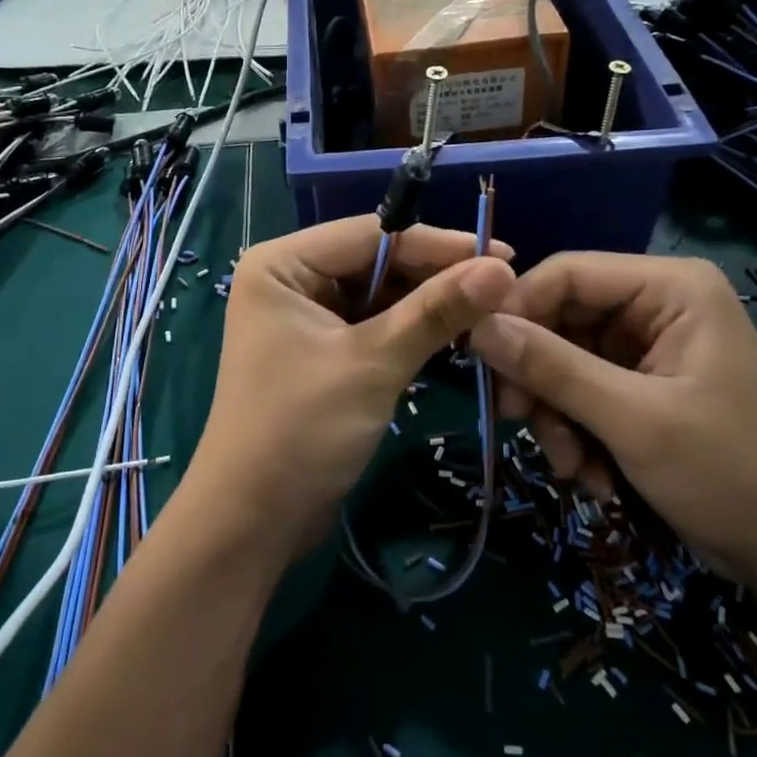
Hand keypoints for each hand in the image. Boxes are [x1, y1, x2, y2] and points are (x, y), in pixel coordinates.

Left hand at [186, 217, 513, 566]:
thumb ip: (436, 311)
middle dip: (436, 275)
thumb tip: (502, 268)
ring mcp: (305, 315)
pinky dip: (412, 329)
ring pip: (380, 293)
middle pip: (376, 261)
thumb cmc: (300, 431)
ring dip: (429, 303)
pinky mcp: (321, 349)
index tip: (503, 253)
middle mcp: (290, 278)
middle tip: (503, 287)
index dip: (439, 243)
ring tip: (491, 309)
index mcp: (283, 263)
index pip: (371, 234)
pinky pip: (374, 324)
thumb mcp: (373, 364)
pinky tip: (457, 333)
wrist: (252, 522)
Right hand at [469, 254, 756, 607]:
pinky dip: (575, 432)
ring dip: (556, 415)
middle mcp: (655, 305)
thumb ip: (553, 368)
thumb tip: (476, 327)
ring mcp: (647, 347)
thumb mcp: (634, 420)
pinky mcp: (640, 386)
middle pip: (560, 318)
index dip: (516, 309)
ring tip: (572, 467)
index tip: (479, 358)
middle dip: (539, 377)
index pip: (567, 273)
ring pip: (562, 360)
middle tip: (516, 420)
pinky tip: (592, 476)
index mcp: (669, 287)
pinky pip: (580, 391)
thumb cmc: (732, 474)